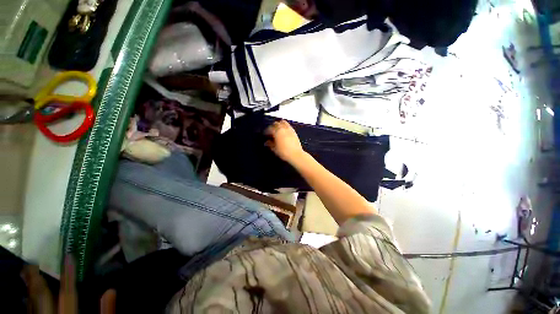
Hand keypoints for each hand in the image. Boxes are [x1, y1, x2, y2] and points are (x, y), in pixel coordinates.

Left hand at [21, 256, 115, 313]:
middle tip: (32, 263)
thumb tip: (111, 290)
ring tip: (26, 275)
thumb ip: (107, 313)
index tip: (69, 257)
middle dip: (37, 280)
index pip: (68, 293)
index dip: (69, 275)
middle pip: (43, 298)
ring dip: (30, 290)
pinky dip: (29, 303)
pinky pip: (31, 313)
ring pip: (32, 305)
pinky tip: (28, 297)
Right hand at [264, 120, 304, 163]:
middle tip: (270, 132)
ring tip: (277, 130)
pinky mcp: (294, 131)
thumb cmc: (284, 152)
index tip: (265, 135)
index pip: (269, 128)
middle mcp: (283, 128)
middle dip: (272, 127)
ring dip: (279, 125)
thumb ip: (270, 144)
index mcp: (277, 132)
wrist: (296, 155)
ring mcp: (289, 129)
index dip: (266, 132)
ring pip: (282, 122)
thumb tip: (267, 142)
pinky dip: (284, 126)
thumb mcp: (274, 149)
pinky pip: (288, 125)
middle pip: (276, 123)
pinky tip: (283, 132)